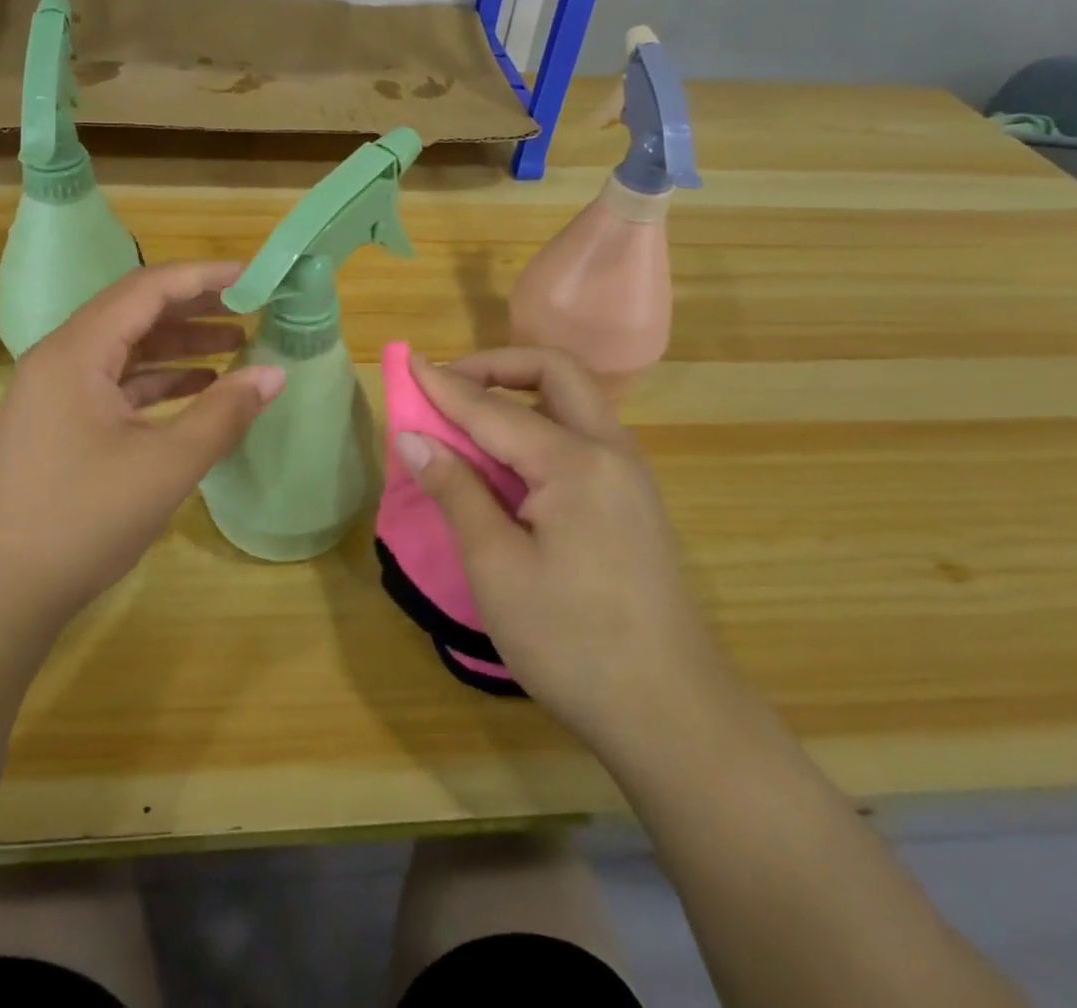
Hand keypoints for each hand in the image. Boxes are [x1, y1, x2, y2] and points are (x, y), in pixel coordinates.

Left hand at [0, 261, 285, 640]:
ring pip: (125, 348)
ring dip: (178, 344)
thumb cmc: (83, 520)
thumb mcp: (166, 465)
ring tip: (235, 345)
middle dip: (194, 307)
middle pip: (134, 312)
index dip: (202, 277)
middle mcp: (59, 359)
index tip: (253, 277)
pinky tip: (198, 388)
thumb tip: (274, 373)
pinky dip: (158, 380)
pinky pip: (115, 382)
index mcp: (76, 352)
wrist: (0, 595)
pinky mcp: (59, 423)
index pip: (146, 289)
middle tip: (250, 307)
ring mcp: (55, 393)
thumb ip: (224, 413)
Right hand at [393, 348, 726, 749]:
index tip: (406, 362)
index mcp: (577, 463)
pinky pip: (581, 436)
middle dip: (497, 366)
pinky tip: (509, 463)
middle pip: (556, 373)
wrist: (670, 714)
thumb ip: (456, 491)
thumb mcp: (496, 567)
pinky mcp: (632, 501)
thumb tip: (413, 438)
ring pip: (573, 402)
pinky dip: (539, 426)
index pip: (495, 409)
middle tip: (448, 386)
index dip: (445, 386)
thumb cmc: (571, 641)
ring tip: (470, 420)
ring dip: (520, 393)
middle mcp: (611, 451)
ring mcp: (628, 476)